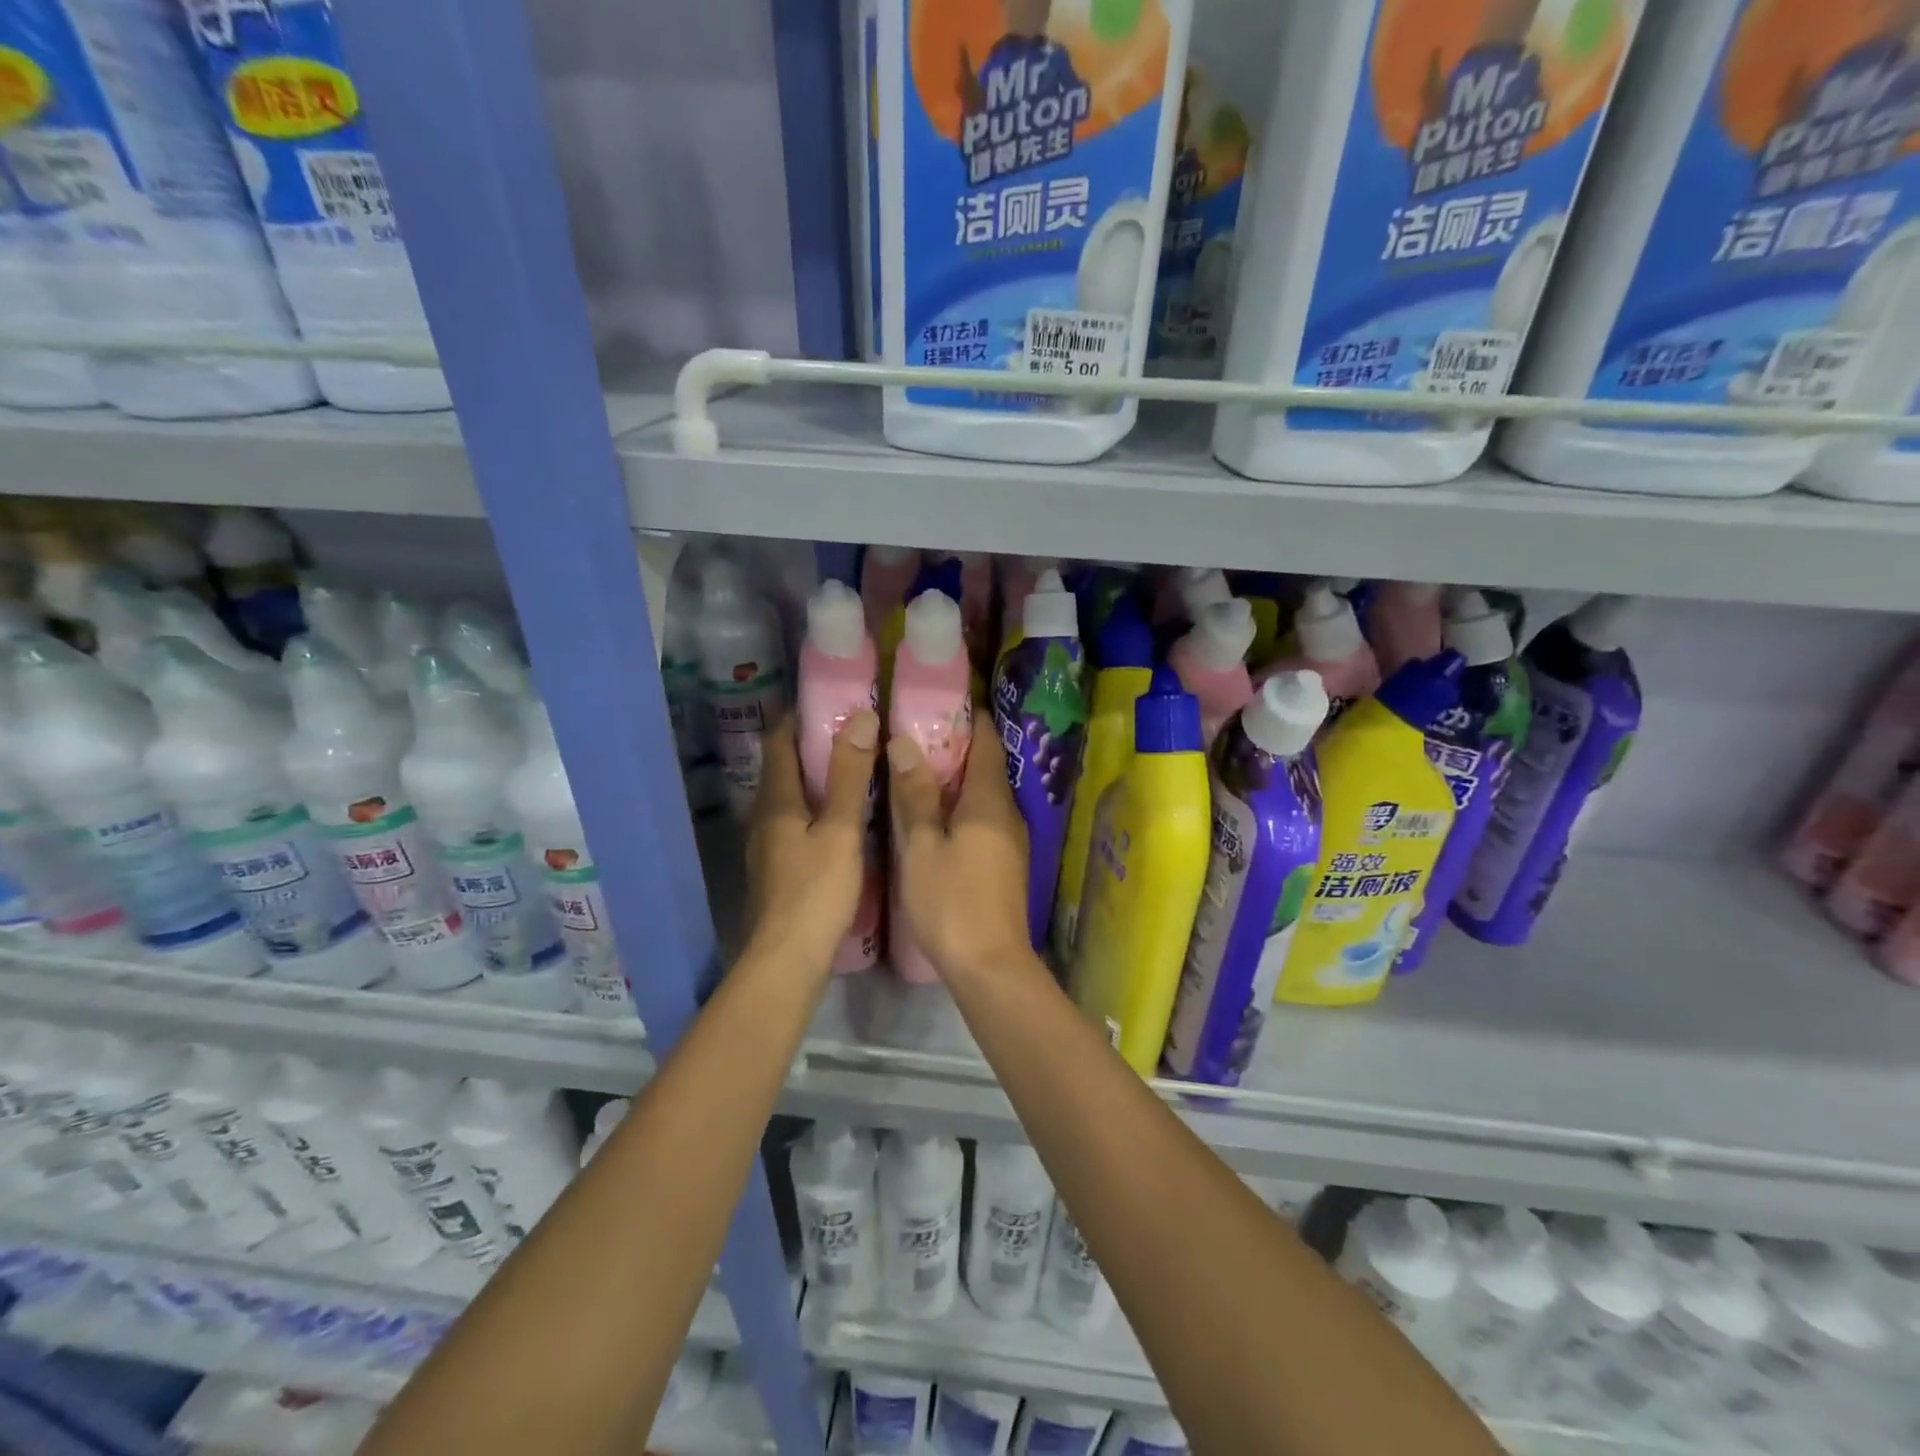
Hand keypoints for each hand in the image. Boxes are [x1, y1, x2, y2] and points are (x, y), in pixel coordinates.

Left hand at [746, 711, 878, 972]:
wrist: (786, 958)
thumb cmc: (816, 890)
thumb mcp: (842, 829)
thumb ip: (851, 775)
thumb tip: (861, 717)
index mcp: (776, 799)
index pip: (780, 741)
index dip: (800, 715)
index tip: (832, 699)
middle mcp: (764, 816)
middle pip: (784, 767)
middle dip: (813, 744)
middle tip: (855, 730)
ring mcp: (767, 844)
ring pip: (791, 796)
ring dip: (816, 777)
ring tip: (856, 767)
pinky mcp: (777, 867)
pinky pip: (796, 821)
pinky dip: (818, 806)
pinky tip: (844, 816)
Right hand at [888, 718, 1031, 981]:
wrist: (989, 966)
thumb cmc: (951, 901)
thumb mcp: (922, 845)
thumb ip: (915, 793)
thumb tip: (905, 742)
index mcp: (990, 799)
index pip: (986, 740)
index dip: (969, 715)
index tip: (941, 698)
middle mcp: (1008, 812)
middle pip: (987, 765)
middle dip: (957, 744)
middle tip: (917, 729)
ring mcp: (1010, 839)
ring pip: (984, 793)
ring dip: (957, 776)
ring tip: (918, 764)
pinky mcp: (1004, 861)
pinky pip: (983, 816)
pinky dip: (961, 803)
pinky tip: (934, 812)